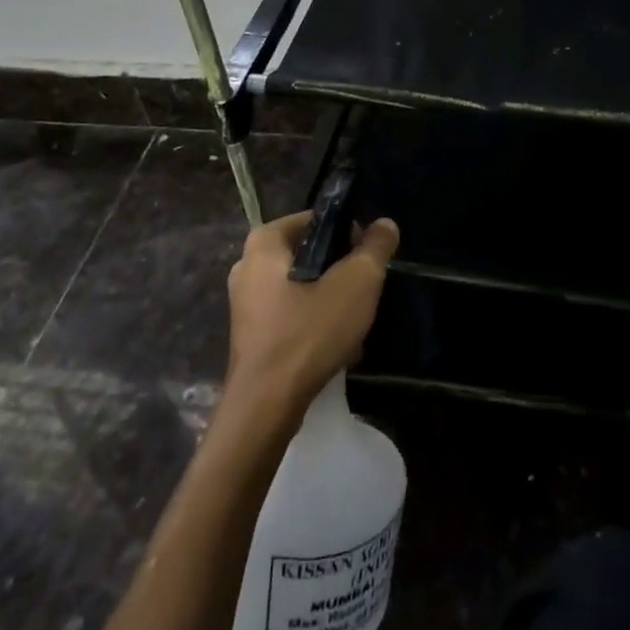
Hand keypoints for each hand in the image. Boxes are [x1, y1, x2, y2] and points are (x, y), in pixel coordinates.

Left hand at [224, 211, 399, 418]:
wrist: (266, 409)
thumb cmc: (309, 332)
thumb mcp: (357, 282)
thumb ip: (375, 247)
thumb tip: (384, 224)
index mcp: (264, 241)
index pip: (317, 220)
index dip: (349, 234)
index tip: (367, 260)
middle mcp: (247, 265)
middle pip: (309, 255)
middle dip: (340, 272)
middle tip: (363, 293)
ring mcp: (245, 304)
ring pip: (302, 288)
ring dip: (330, 302)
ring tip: (353, 324)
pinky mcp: (250, 336)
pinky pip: (290, 316)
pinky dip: (313, 324)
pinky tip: (336, 347)